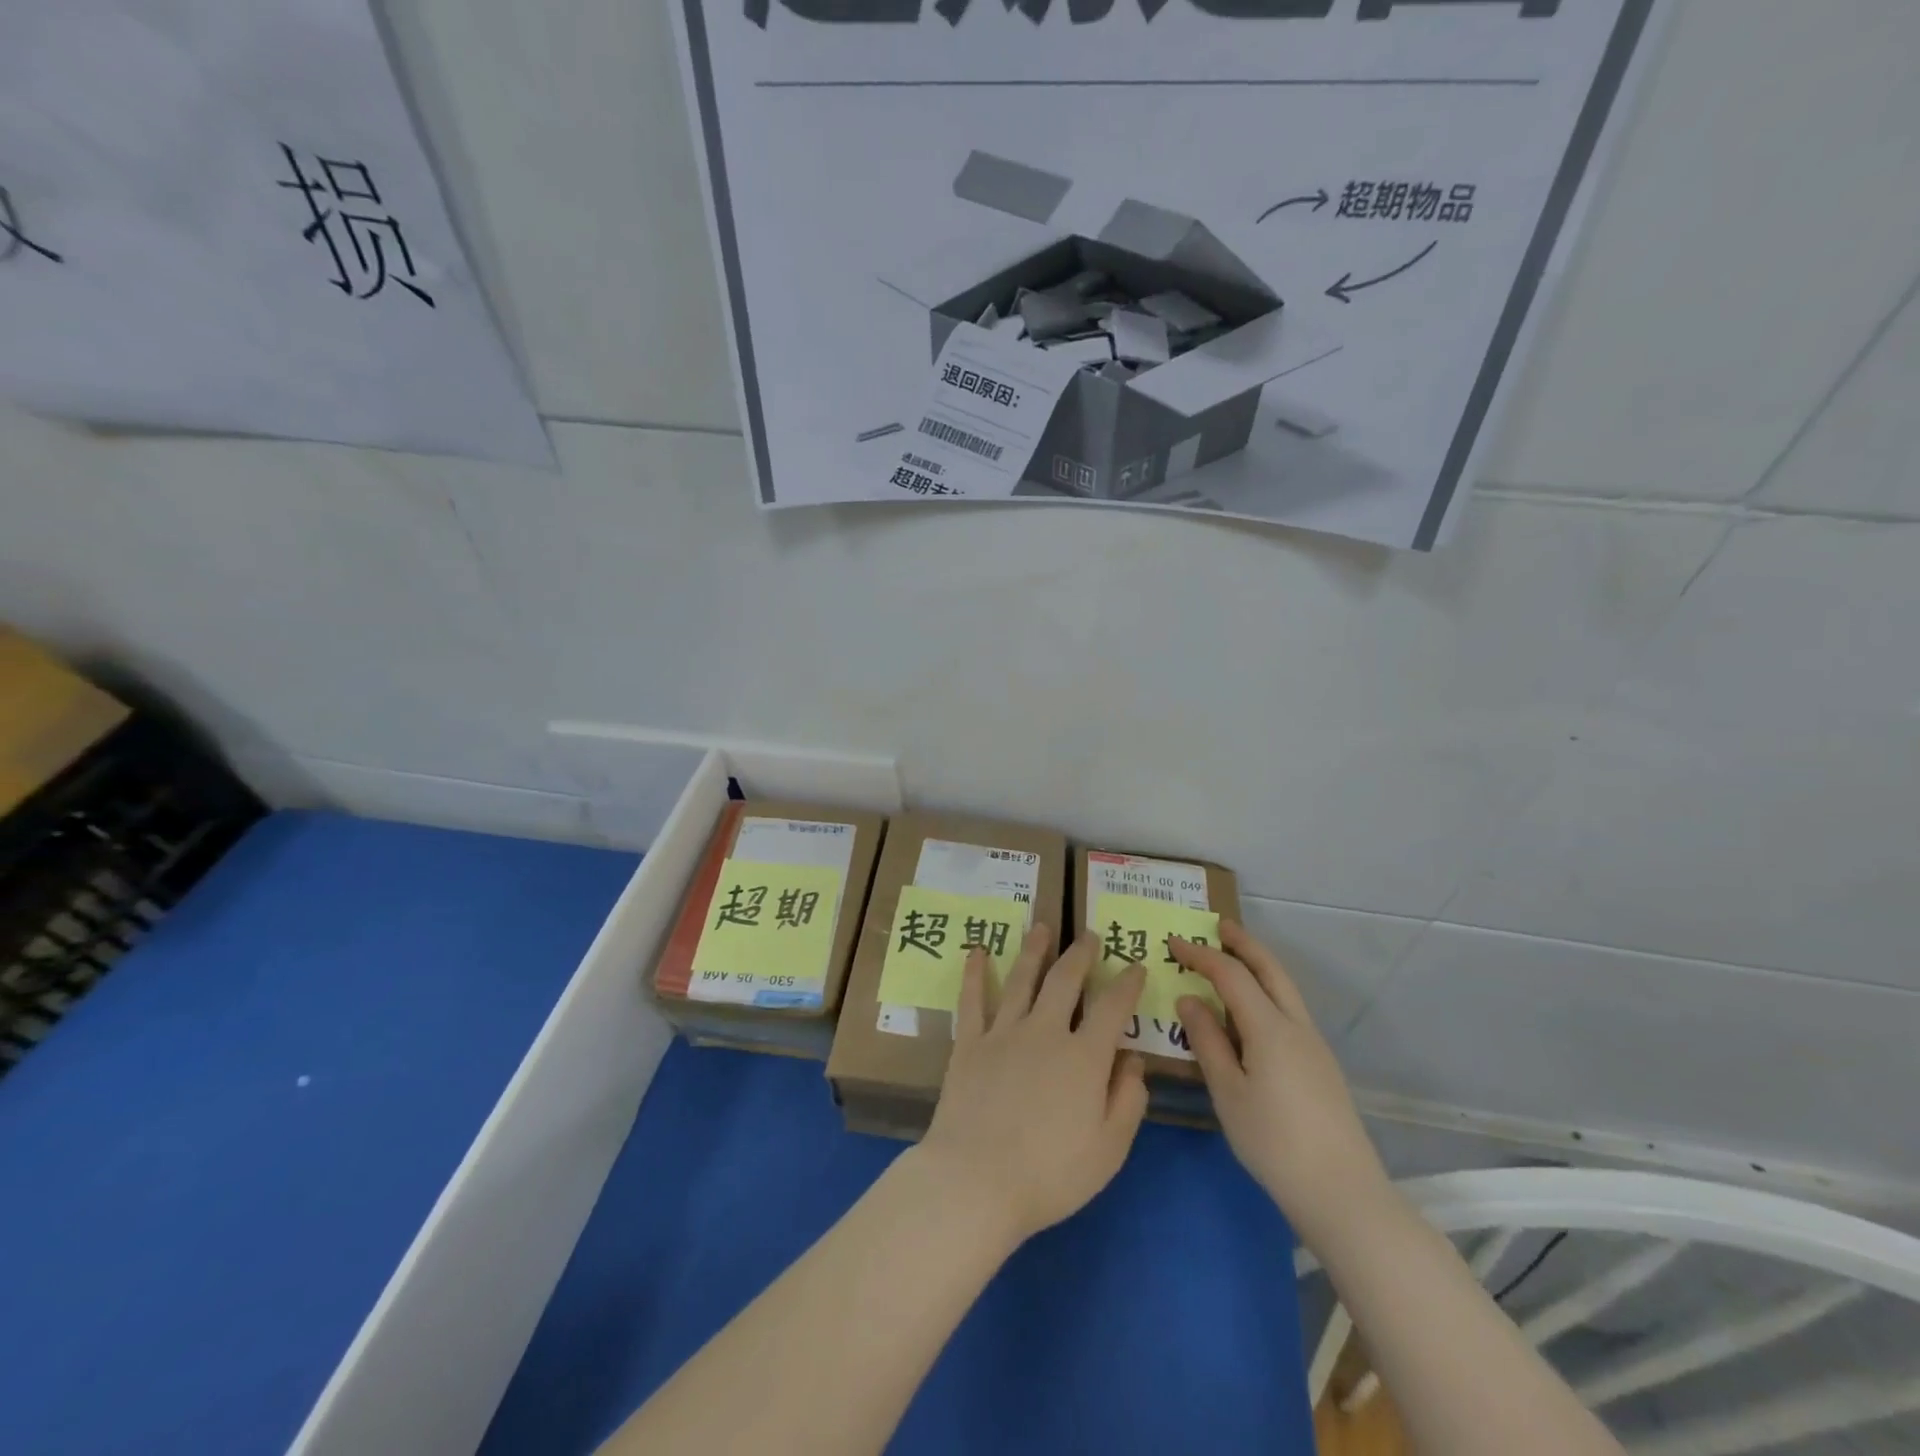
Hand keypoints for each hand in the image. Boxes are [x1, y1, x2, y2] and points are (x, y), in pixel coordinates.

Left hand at [916, 927, 1149, 1245]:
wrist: (976, 1180)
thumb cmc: (1050, 1174)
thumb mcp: (1108, 1149)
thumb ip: (1127, 1100)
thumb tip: (1133, 1059)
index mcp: (1083, 1057)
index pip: (1113, 1009)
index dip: (1128, 984)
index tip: (1136, 966)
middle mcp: (1045, 1032)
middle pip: (1066, 981)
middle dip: (1081, 954)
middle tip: (1089, 935)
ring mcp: (1003, 1033)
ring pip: (1022, 979)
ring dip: (1034, 950)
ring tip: (1042, 927)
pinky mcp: (969, 1043)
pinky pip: (973, 1000)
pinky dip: (976, 973)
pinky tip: (978, 951)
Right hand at [1171, 922, 1389, 1245]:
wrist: (1343, 1193)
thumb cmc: (1274, 1142)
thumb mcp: (1228, 1092)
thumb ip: (1207, 1040)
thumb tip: (1190, 999)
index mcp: (1269, 1027)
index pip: (1231, 974)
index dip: (1201, 954)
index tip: (1173, 942)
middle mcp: (1296, 1025)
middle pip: (1269, 969)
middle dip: (1243, 943)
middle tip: (1217, 926)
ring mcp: (1313, 1045)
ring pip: (1284, 988)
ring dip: (1258, 965)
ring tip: (1231, 960)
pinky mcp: (1320, 1065)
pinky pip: (1288, 1010)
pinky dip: (1266, 992)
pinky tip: (1250, 1012)